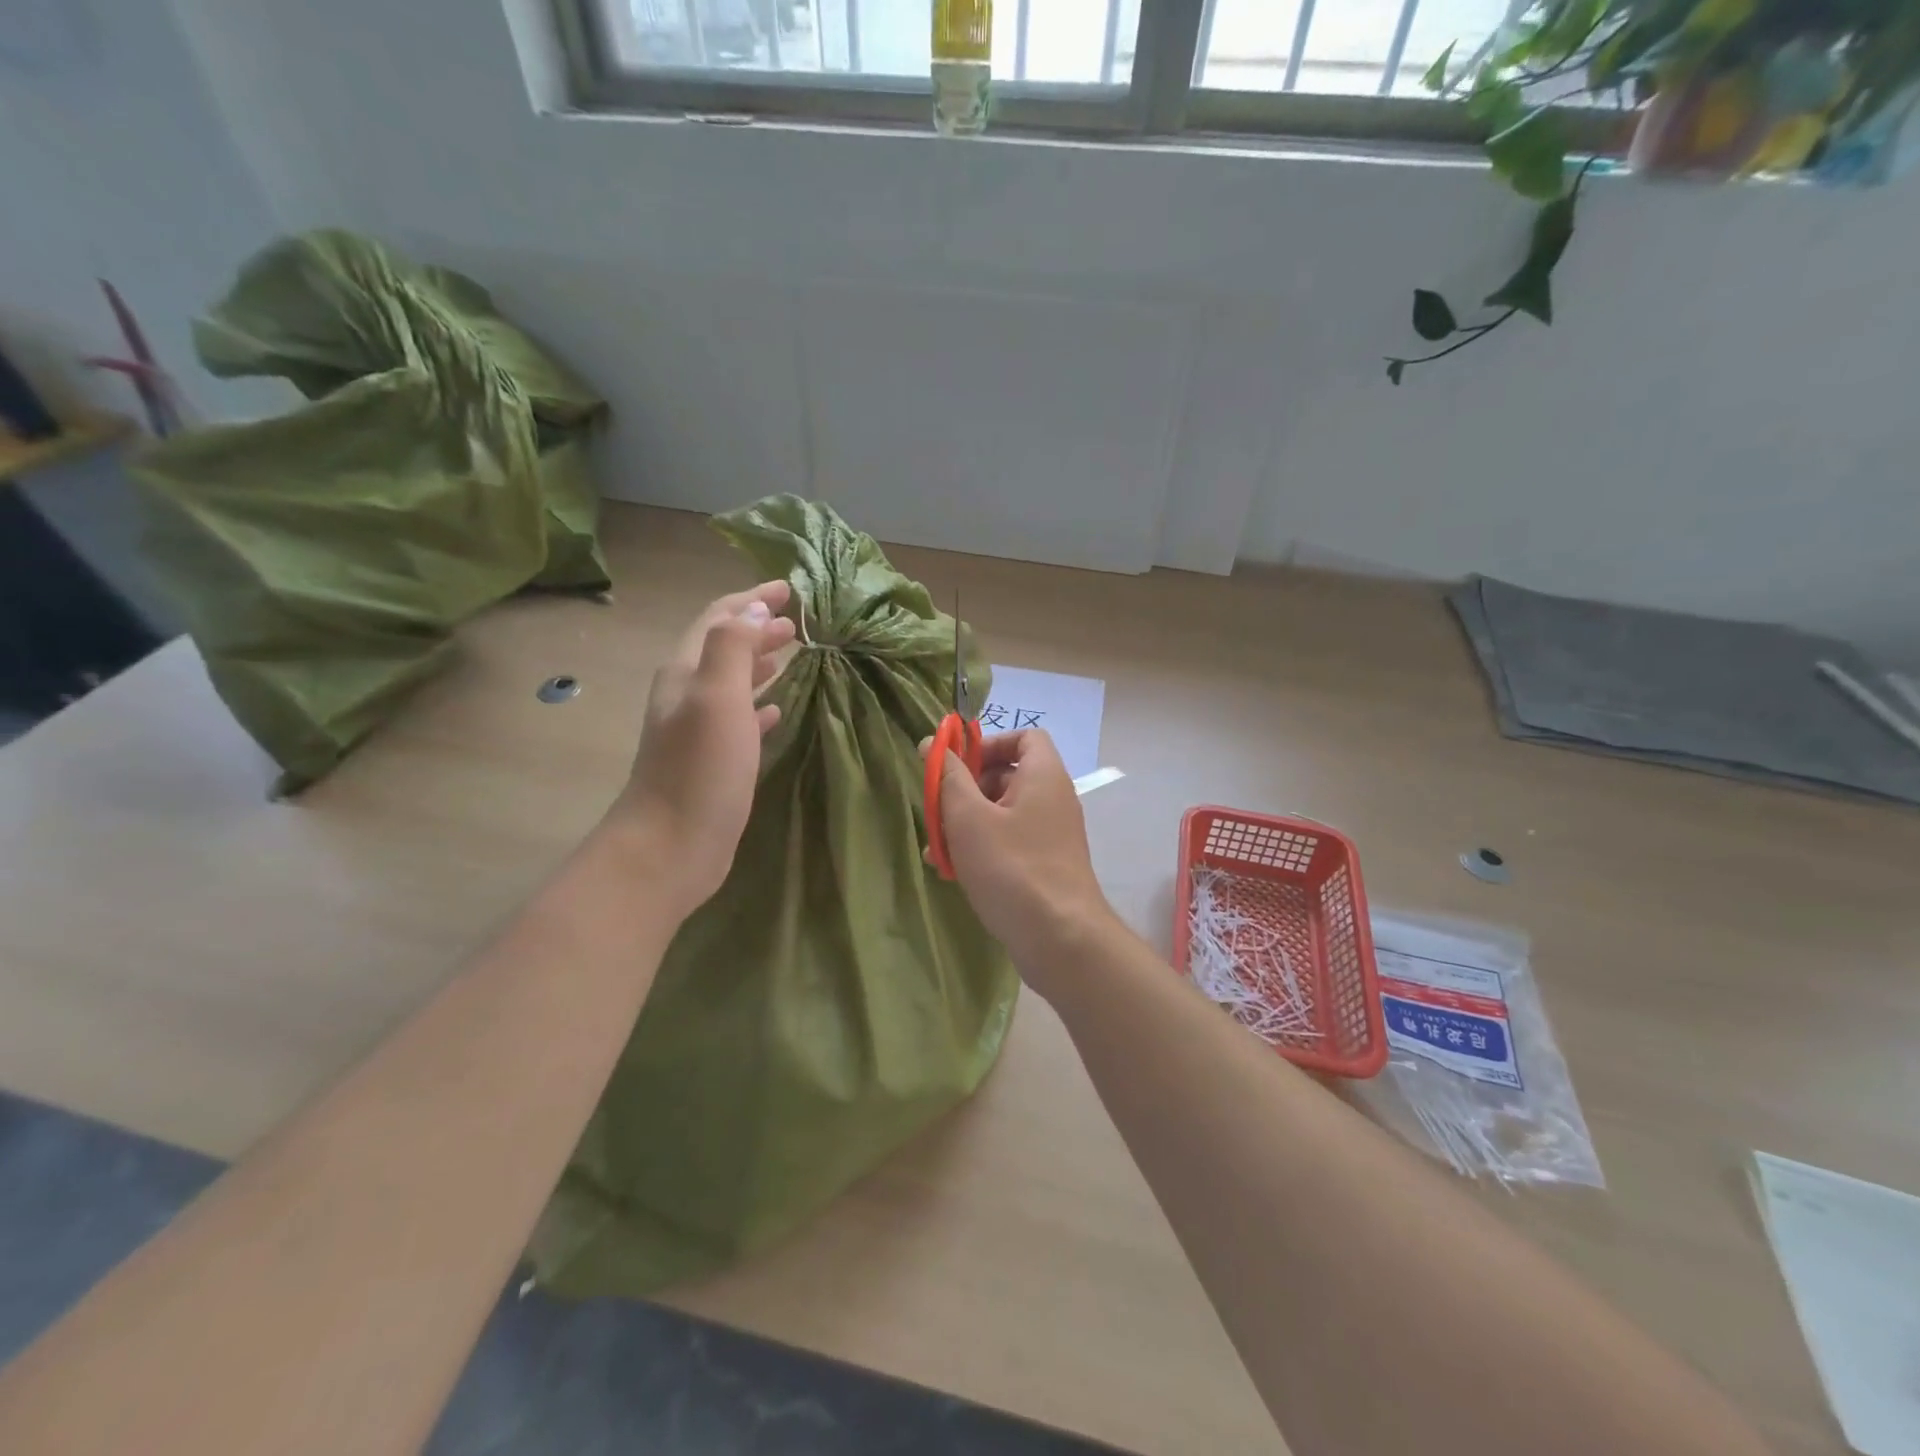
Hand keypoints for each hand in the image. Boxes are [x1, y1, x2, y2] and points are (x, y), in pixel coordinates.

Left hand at [608, 580, 795, 916]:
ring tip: (792, 654)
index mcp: (686, 673)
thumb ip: (733, 647)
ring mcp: (698, 731)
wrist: (670, 847)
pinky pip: (740, 721)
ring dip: (759, 663)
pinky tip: (778, 710)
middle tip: (797, 622)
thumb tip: (755, 609)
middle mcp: (688, 695)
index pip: (719, 620)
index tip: (789, 587)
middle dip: (758, 629)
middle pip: (724, 648)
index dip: (751, 599)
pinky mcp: (713, 763)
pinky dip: (759, 707)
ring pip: (732, 684)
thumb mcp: (717, 698)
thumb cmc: (698, 769)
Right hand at [922, 729, 1115, 995]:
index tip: (958, 766)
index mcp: (1043, 776)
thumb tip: (932, 742)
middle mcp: (1053, 799)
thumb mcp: (968, 818)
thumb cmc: (1012, 868)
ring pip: (1003, 814)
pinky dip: (982, 849)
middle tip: (939, 810)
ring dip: (966, 824)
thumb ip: (948, 777)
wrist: (1061, 939)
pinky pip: (1010, 843)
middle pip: (1008, 775)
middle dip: (967, 789)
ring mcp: (1052, 835)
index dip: (989, 743)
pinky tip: (952, 872)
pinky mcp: (1045, 865)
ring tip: (936, 848)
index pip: (1024, 736)